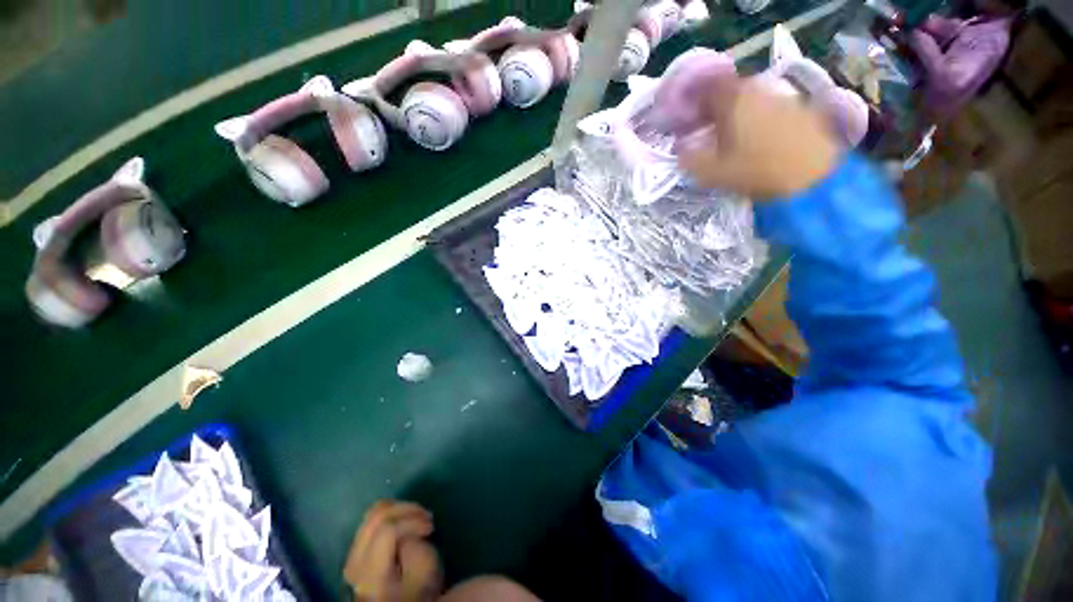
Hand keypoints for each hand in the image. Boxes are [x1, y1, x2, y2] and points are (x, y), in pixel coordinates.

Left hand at [344, 501, 442, 601]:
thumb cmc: (416, 593)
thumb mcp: (426, 573)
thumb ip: (419, 548)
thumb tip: (409, 532)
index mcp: (371, 573)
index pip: (387, 529)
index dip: (412, 521)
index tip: (431, 527)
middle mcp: (355, 562)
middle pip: (377, 517)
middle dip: (406, 509)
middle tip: (426, 515)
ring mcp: (353, 556)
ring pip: (372, 514)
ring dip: (398, 509)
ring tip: (417, 516)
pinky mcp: (357, 551)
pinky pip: (371, 520)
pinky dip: (391, 514)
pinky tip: (404, 521)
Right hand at [656, 72, 840, 198]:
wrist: (813, 178)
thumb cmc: (756, 171)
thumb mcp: (712, 172)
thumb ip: (690, 159)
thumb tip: (680, 149)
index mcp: (733, 99)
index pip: (706, 88)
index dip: (693, 101)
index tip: (686, 119)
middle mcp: (758, 89)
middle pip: (730, 90)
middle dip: (714, 107)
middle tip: (705, 128)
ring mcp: (783, 97)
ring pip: (751, 98)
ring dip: (737, 112)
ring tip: (730, 135)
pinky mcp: (801, 109)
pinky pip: (770, 107)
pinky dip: (758, 118)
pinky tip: (757, 138)